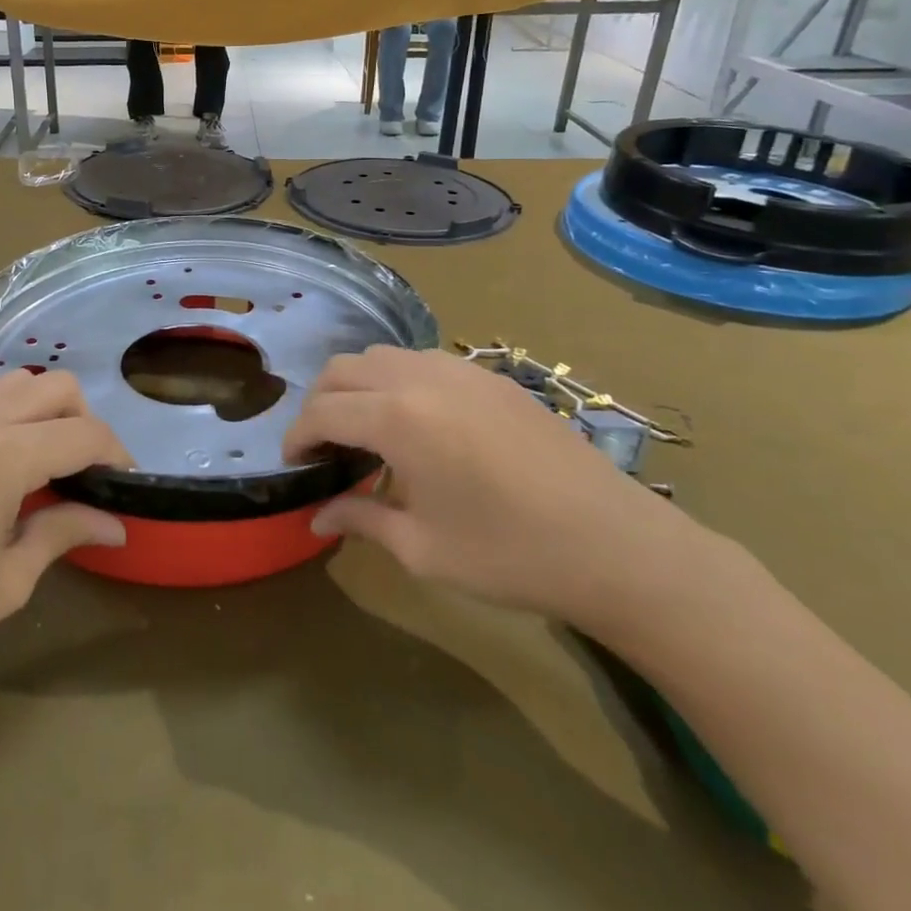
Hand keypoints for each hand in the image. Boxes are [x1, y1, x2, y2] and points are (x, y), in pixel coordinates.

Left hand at [0, 371, 131, 693]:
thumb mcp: (9, 580)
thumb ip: (65, 534)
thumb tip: (116, 524)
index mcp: (6, 458)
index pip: (85, 435)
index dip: (117, 454)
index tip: (126, 483)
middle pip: (58, 389)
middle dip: (86, 422)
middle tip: (88, 471)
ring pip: (16, 380)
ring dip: (44, 406)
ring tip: (45, 454)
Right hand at [287, 347, 696, 628]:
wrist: (615, 545)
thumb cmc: (509, 554)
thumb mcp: (422, 548)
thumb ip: (360, 520)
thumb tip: (318, 516)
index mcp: (398, 418)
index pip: (323, 412)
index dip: (297, 437)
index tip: (294, 464)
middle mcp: (421, 378)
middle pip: (344, 369)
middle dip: (320, 403)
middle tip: (323, 448)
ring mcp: (461, 370)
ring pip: (383, 356)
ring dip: (358, 386)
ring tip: (366, 433)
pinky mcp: (491, 378)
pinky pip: (423, 361)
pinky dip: (398, 382)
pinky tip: (417, 424)